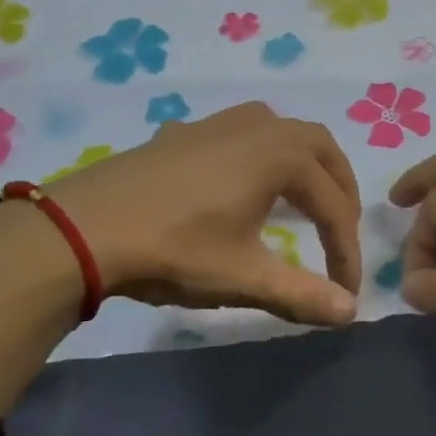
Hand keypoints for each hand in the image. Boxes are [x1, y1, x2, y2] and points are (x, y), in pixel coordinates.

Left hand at [39, 102, 362, 325]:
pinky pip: (242, 132)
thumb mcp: (243, 277)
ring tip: (304, 200)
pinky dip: (263, 155)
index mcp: (280, 155)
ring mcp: (217, 122)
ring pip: (281, 131)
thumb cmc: (174, 249)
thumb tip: (351, 313)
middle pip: (319, 149)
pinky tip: (243, 184)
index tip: (346, 290)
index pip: (332, 205)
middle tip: (341, 231)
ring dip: (304, 163)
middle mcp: (257, 126)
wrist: (83, 229)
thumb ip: (301, 294)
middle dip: (338, 190)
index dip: (346, 250)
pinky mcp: (184, 132)